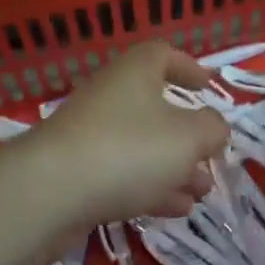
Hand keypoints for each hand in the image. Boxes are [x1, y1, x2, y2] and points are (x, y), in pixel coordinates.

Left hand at [23, 43, 229, 226]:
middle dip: (188, 134)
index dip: (188, 68)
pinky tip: (176, 210)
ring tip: (202, 192)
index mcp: (135, 72)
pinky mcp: (79, 172)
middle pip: (155, 107)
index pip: (163, 55)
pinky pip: (123, 173)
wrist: (50, 192)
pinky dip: (152, 187)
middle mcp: (111, 96)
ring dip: (175, 167)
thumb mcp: (188, 137)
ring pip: (142, 145)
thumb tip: (214, 127)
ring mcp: (91, 135)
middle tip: (211, 156)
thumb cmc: (129, 149)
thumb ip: (212, 129)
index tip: (208, 87)